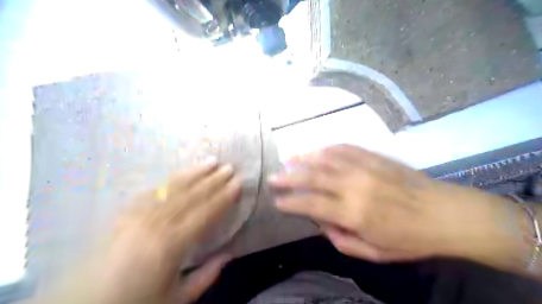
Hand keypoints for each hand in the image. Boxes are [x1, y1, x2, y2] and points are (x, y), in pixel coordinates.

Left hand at [90, 161, 240, 302]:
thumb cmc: (135, 303)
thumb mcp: (177, 299)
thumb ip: (207, 275)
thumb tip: (230, 254)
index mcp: (172, 244)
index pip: (207, 212)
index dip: (225, 197)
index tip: (238, 183)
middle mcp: (156, 223)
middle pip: (192, 195)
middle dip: (214, 180)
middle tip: (230, 167)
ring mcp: (138, 215)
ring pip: (173, 188)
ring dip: (195, 173)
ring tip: (211, 162)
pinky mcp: (124, 214)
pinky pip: (153, 192)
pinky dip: (170, 182)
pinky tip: (181, 175)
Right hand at [270, 145, 519, 265]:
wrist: (446, 213)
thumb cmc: (410, 239)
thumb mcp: (374, 253)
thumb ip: (341, 240)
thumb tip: (321, 222)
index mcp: (354, 212)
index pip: (311, 203)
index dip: (291, 202)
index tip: (278, 201)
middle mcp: (354, 185)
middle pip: (312, 177)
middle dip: (288, 177)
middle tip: (273, 177)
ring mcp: (364, 167)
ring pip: (325, 158)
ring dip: (303, 159)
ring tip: (288, 160)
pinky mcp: (373, 157)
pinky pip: (344, 148)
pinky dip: (325, 149)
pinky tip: (315, 151)